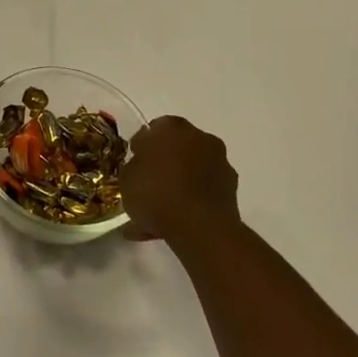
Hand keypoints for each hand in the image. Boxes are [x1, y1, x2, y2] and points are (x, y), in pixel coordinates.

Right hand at [121, 116, 240, 250]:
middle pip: (175, 149)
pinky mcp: (231, 189)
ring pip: (190, 172)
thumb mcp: (126, 179)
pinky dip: (190, 203)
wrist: (201, 229)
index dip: (140, 149)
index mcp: (171, 126)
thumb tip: (141, 165)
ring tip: (156, 216)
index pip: (151, 131)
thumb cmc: (157, 194)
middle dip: (162, 166)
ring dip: (177, 187)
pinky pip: (202, 192)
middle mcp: (199, 137)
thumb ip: (132, 166)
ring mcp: (219, 162)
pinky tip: (173, 225)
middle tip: (147, 187)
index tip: (134, 166)